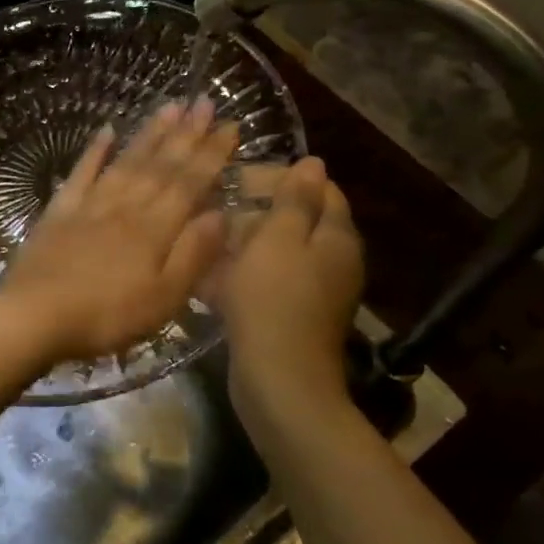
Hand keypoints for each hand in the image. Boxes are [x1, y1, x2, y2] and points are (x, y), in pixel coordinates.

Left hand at [0, 100, 237, 363]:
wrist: (35, 315)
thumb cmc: (106, 315)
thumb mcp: (164, 298)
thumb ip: (193, 254)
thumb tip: (222, 214)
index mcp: (155, 229)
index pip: (190, 183)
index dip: (212, 154)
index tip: (230, 124)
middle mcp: (126, 206)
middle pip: (160, 165)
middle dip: (186, 133)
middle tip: (203, 100)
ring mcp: (90, 205)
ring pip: (126, 161)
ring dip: (149, 133)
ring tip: (169, 106)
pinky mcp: (59, 212)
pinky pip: (81, 173)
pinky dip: (95, 151)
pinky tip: (106, 130)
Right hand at [215, 157, 364, 403]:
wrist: (279, 381)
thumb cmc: (275, 300)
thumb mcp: (279, 239)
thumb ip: (295, 200)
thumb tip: (314, 163)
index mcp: (336, 236)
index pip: (319, 189)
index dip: (280, 177)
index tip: (238, 179)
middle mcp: (333, 261)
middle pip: (297, 221)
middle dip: (256, 212)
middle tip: (216, 211)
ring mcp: (314, 292)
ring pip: (277, 254)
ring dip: (243, 245)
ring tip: (206, 243)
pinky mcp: (292, 316)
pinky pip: (267, 283)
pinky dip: (242, 276)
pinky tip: (210, 279)